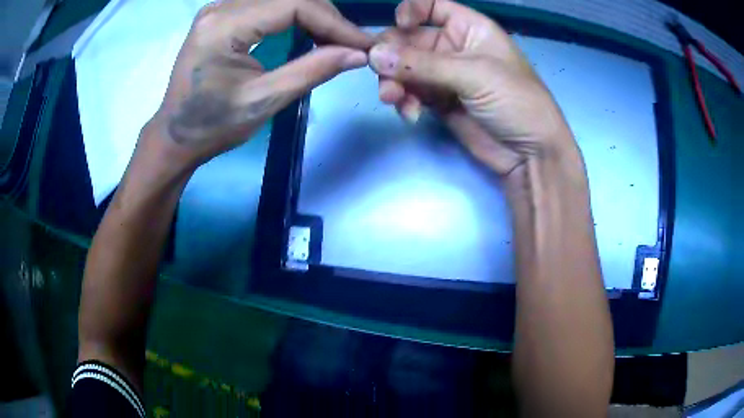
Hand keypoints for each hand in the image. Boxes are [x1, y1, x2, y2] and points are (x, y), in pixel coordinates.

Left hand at [146, 0, 372, 168]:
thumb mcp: (263, 102)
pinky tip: (309, 31)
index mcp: (224, 26)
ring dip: (313, 14)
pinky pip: (268, 4)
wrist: (175, 135)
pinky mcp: (222, 14)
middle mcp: (220, 7)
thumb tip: (358, 54)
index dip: (334, 22)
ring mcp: (219, 8)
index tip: (363, 45)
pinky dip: (295, 14)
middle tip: (351, 45)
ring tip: (334, 39)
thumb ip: (312, 70)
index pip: (294, 5)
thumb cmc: (212, 126)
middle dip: (327, 17)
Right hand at [369, 0, 577, 178]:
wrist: (529, 154)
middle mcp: (453, 47)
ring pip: (404, 68)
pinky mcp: (438, 101)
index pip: (432, 6)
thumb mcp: (475, 75)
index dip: (411, 10)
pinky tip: (409, 113)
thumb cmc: (516, 101)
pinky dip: (403, 101)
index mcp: (469, 28)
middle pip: (408, 39)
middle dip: (393, 56)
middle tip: (385, 75)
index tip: (400, 26)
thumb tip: (375, 55)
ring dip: (393, 82)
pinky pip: (409, 93)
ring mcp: (444, 75)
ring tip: (394, 99)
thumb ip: (423, 64)